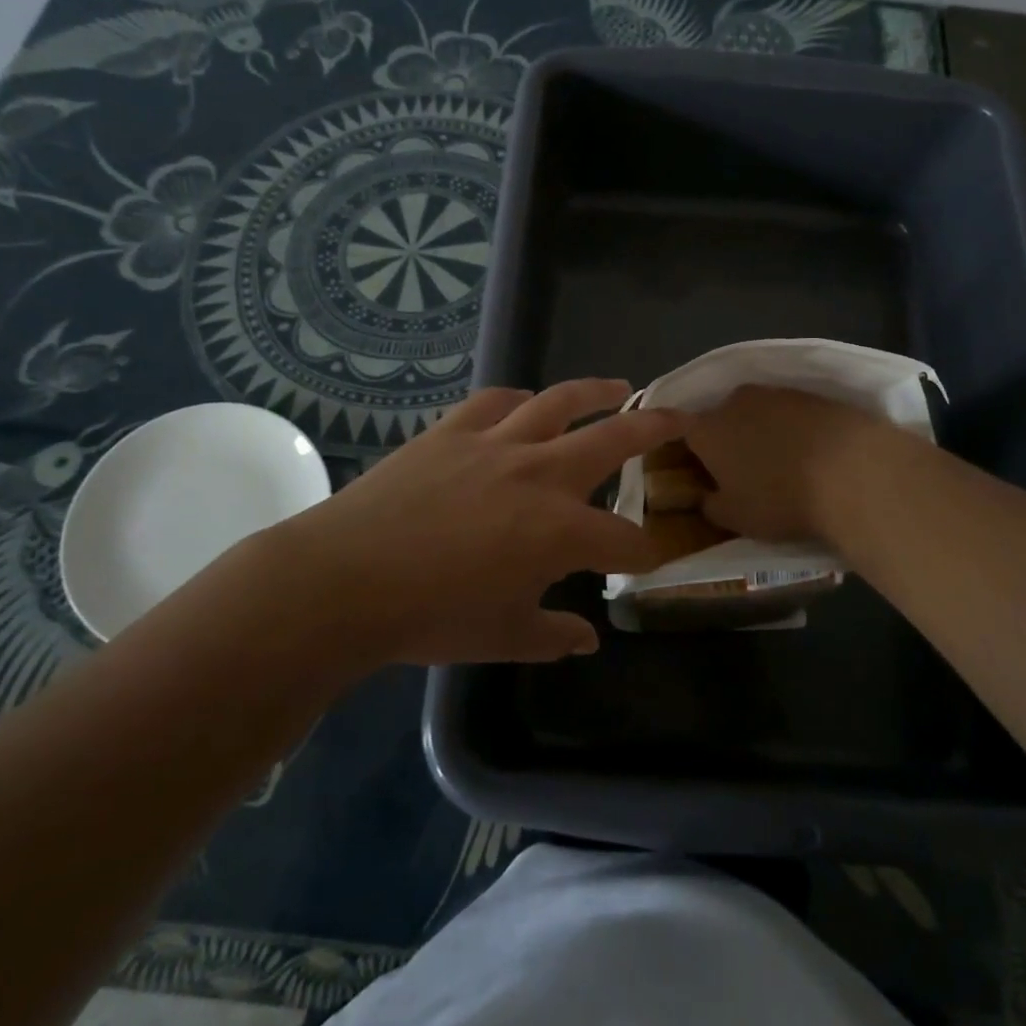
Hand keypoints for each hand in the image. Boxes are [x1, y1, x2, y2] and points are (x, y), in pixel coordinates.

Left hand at [285, 380, 686, 665]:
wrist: (346, 580)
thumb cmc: (431, 616)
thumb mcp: (503, 637)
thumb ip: (552, 636)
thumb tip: (586, 639)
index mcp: (561, 531)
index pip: (624, 539)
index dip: (643, 552)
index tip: (646, 560)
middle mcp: (540, 475)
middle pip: (613, 440)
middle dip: (655, 428)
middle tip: (680, 416)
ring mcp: (496, 444)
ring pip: (558, 403)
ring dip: (595, 392)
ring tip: (618, 386)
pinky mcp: (452, 431)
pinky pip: (494, 402)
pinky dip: (516, 401)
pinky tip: (525, 404)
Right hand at [685, 385, 895, 544]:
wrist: (854, 471)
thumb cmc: (780, 498)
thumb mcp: (735, 518)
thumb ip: (710, 506)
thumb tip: (706, 497)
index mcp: (707, 429)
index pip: (679, 429)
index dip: (685, 449)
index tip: (695, 470)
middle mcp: (735, 401)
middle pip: (720, 419)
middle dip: (725, 441)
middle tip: (738, 472)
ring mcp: (777, 393)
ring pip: (756, 413)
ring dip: (760, 433)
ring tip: (779, 465)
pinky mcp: (813, 395)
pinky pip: (790, 414)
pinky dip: (792, 430)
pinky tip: (809, 454)